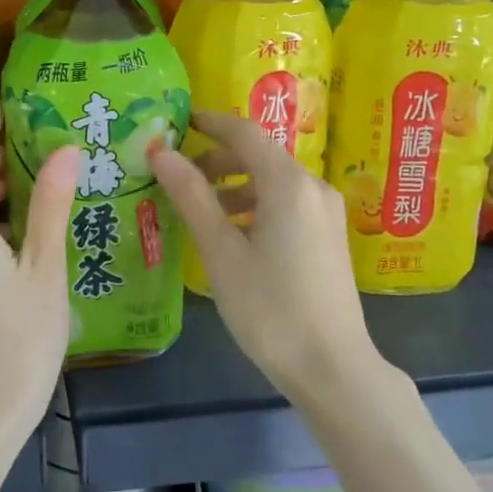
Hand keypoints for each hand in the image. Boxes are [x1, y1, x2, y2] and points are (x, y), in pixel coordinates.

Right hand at [150, 110, 379, 401]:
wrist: (332, 367)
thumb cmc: (270, 308)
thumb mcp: (222, 252)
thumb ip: (192, 196)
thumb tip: (160, 152)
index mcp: (289, 183)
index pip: (245, 133)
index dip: (209, 124)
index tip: (178, 124)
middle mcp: (313, 187)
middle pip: (260, 156)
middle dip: (218, 160)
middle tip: (178, 176)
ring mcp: (326, 213)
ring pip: (274, 182)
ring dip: (235, 185)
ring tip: (199, 209)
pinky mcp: (329, 237)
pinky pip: (287, 204)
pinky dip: (256, 206)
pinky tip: (233, 235)